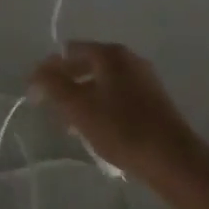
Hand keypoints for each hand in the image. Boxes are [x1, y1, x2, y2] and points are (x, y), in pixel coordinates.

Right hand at [31, 42, 208, 191]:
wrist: (171, 157)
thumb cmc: (121, 128)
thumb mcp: (79, 108)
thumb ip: (53, 86)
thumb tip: (36, 72)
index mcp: (110, 54)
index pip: (69, 51)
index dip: (49, 70)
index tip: (36, 96)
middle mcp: (128, 58)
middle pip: (87, 65)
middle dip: (67, 86)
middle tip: (54, 113)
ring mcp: (144, 78)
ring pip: (103, 83)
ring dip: (84, 100)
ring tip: (74, 128)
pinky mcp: (153, 99)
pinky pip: (118, 96)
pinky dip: (102, 107)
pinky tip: (99, 132)